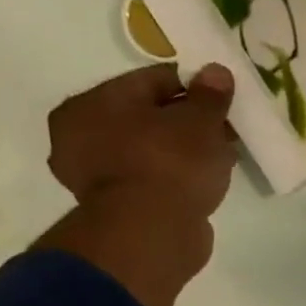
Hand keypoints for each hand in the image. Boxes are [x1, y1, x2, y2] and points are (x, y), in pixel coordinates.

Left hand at [33, 62, 237, 305]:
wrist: (151, 233)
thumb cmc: (171, 164)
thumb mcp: (200, 122)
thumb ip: (209, 95)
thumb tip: (216, 71)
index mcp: (92, 102)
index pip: (152, 79)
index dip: (194, 86)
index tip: (225, 99)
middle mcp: (80, 133)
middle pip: (148, 115)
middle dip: (188, 121)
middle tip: (225, 130)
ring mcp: (93, 173)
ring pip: (149, 148)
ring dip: (182, 150)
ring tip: (220, 158)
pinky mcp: (113, 205)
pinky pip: (150, 177)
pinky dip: (174, 176)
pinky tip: (202, 181)